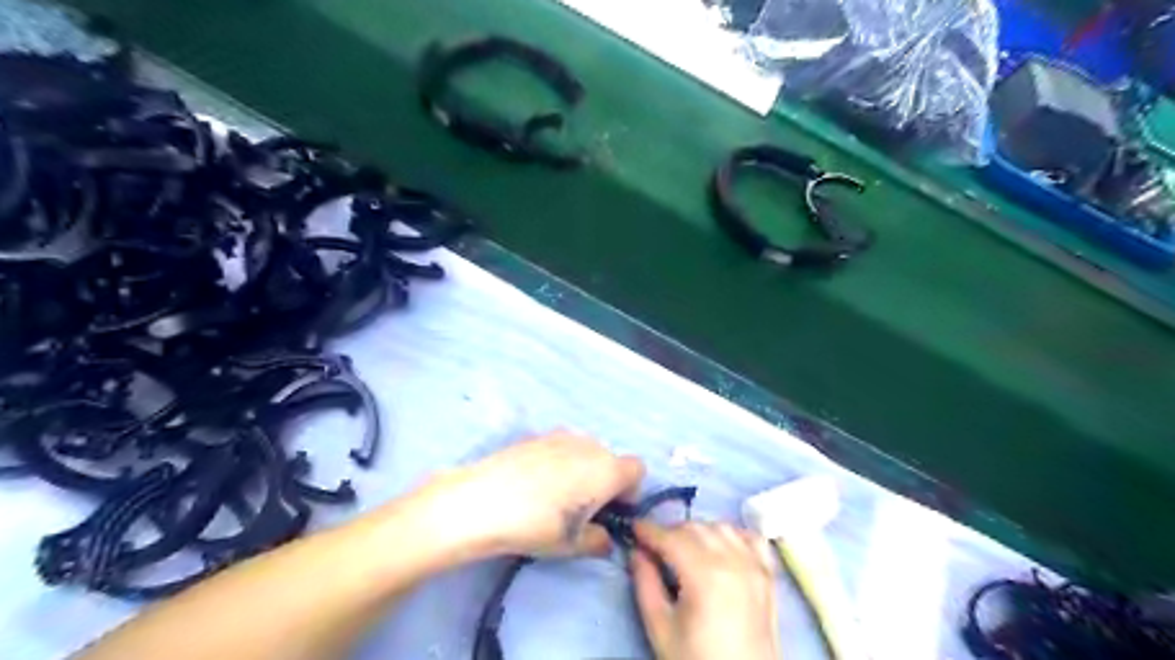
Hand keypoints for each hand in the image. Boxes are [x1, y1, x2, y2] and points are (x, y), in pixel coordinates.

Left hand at [406, 432, 642, 558]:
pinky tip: (533, 484)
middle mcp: (590, 445)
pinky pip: (560, 448)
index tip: (611, 512)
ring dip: (581, 470)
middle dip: (604, 482)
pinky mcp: (536, 435)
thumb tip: (604, 538)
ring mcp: (561, 435)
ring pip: (584, 452)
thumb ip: (599, 541)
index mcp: (607, 469)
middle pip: (610, 460)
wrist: (481, 501)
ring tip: (555, 496)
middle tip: (582, 509)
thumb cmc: (536, 525)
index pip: (637, 470)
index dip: (629, 492)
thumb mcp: (572, 545)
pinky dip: (558, 462)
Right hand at [634, 520, 776, 659]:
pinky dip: (734, 534)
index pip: (670, 537)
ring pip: (721, 526)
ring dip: (699, 530)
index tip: (634, 528)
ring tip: (685, 548)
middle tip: (654, 547)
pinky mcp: (768, 575)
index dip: (649, 530)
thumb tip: (637, 552)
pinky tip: (721, 546)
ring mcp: (755, 565)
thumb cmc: (696, 659)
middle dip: (670, 531)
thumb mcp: (660, 628)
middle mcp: (732, 560)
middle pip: (695, 527)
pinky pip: (752, 537)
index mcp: (704, 574)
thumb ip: (645, 584)